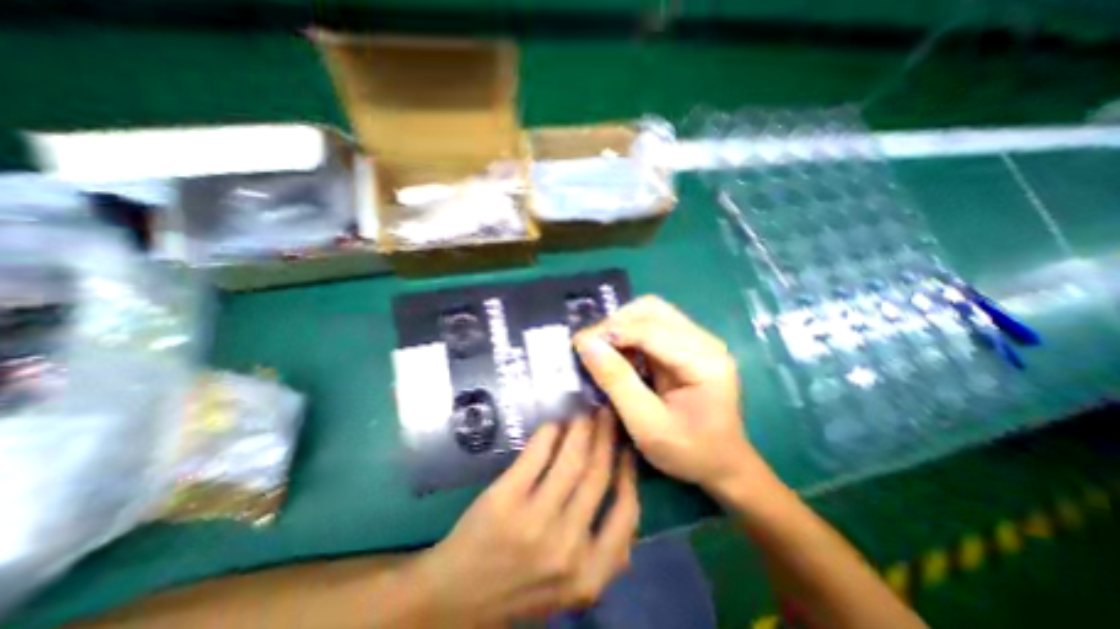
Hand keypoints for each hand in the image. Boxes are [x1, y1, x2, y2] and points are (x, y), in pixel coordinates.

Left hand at [411, 412, 638, 622]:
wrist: (457, 599)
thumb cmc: (521, 587)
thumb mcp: (574, 586)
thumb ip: (607, 553)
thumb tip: (625, 495)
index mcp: (590, 573)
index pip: (626, 511)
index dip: (629, 470)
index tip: (627, 445)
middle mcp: (567, 546)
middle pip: (597, 474)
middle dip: (606, 436)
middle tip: (607, 413)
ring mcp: (534, 521)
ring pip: (572, 459)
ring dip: (582, 428)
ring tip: (585, 412)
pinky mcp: (505, 499)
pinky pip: (537, 453)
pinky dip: (549, 432)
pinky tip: (554, 422)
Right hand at [577, 298, 760, 492]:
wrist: (722, 464)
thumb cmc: (689, 452)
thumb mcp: (647, 425)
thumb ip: (617, 382)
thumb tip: (586, 344)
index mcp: (705, 361)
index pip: (651, 329)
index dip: (611, 331)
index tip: (579, 344)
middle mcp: (705, 341)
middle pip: (652, 309)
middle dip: (616, 323)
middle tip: (592, 346)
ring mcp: (697, 340)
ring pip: (650, 312)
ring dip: (621, 326)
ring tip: (603, 350)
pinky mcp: (687, 345)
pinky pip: (651, 326)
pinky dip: (628, 334)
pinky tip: (619, 355)